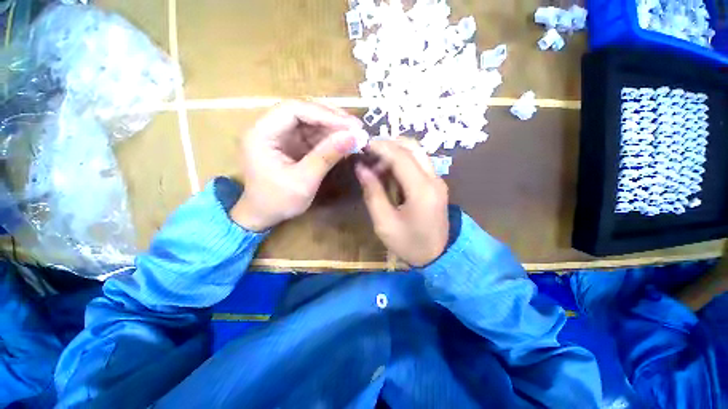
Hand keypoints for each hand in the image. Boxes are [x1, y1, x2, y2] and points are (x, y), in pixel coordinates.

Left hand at [231, 100, 361, 230]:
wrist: (263, 215)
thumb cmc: (278, 201)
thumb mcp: (304, 181)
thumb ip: (327, 156)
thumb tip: (353, 137)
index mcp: (262, 133)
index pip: (294, 110)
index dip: (324, 114)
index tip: (350, 125)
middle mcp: (269, 127)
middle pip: (303, 111)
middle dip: (331, 118)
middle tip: (357, 127)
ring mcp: (281, 135)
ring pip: (310, 122)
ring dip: (333, 127)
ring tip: (355, 134)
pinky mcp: (291, 144)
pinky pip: (313, 135)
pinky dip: (330, 138)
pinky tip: (344, 142)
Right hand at [355, 139, 449, 266]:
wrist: (439, 256)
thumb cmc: (409, 244)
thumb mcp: (384, 223)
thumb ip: (373, 193)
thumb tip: (361, 168)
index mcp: (421, 190)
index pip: (401, 156)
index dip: (380, 147)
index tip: (361, 145)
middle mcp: (434, 179)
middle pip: (412, 147)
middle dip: (388, 144)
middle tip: (368, 152)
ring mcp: (437, 180)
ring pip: (416, 152)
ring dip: (395, 151)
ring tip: (375, 163)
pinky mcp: (436, 183)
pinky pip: (418, 162)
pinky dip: (402, 160)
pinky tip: (388, 171)